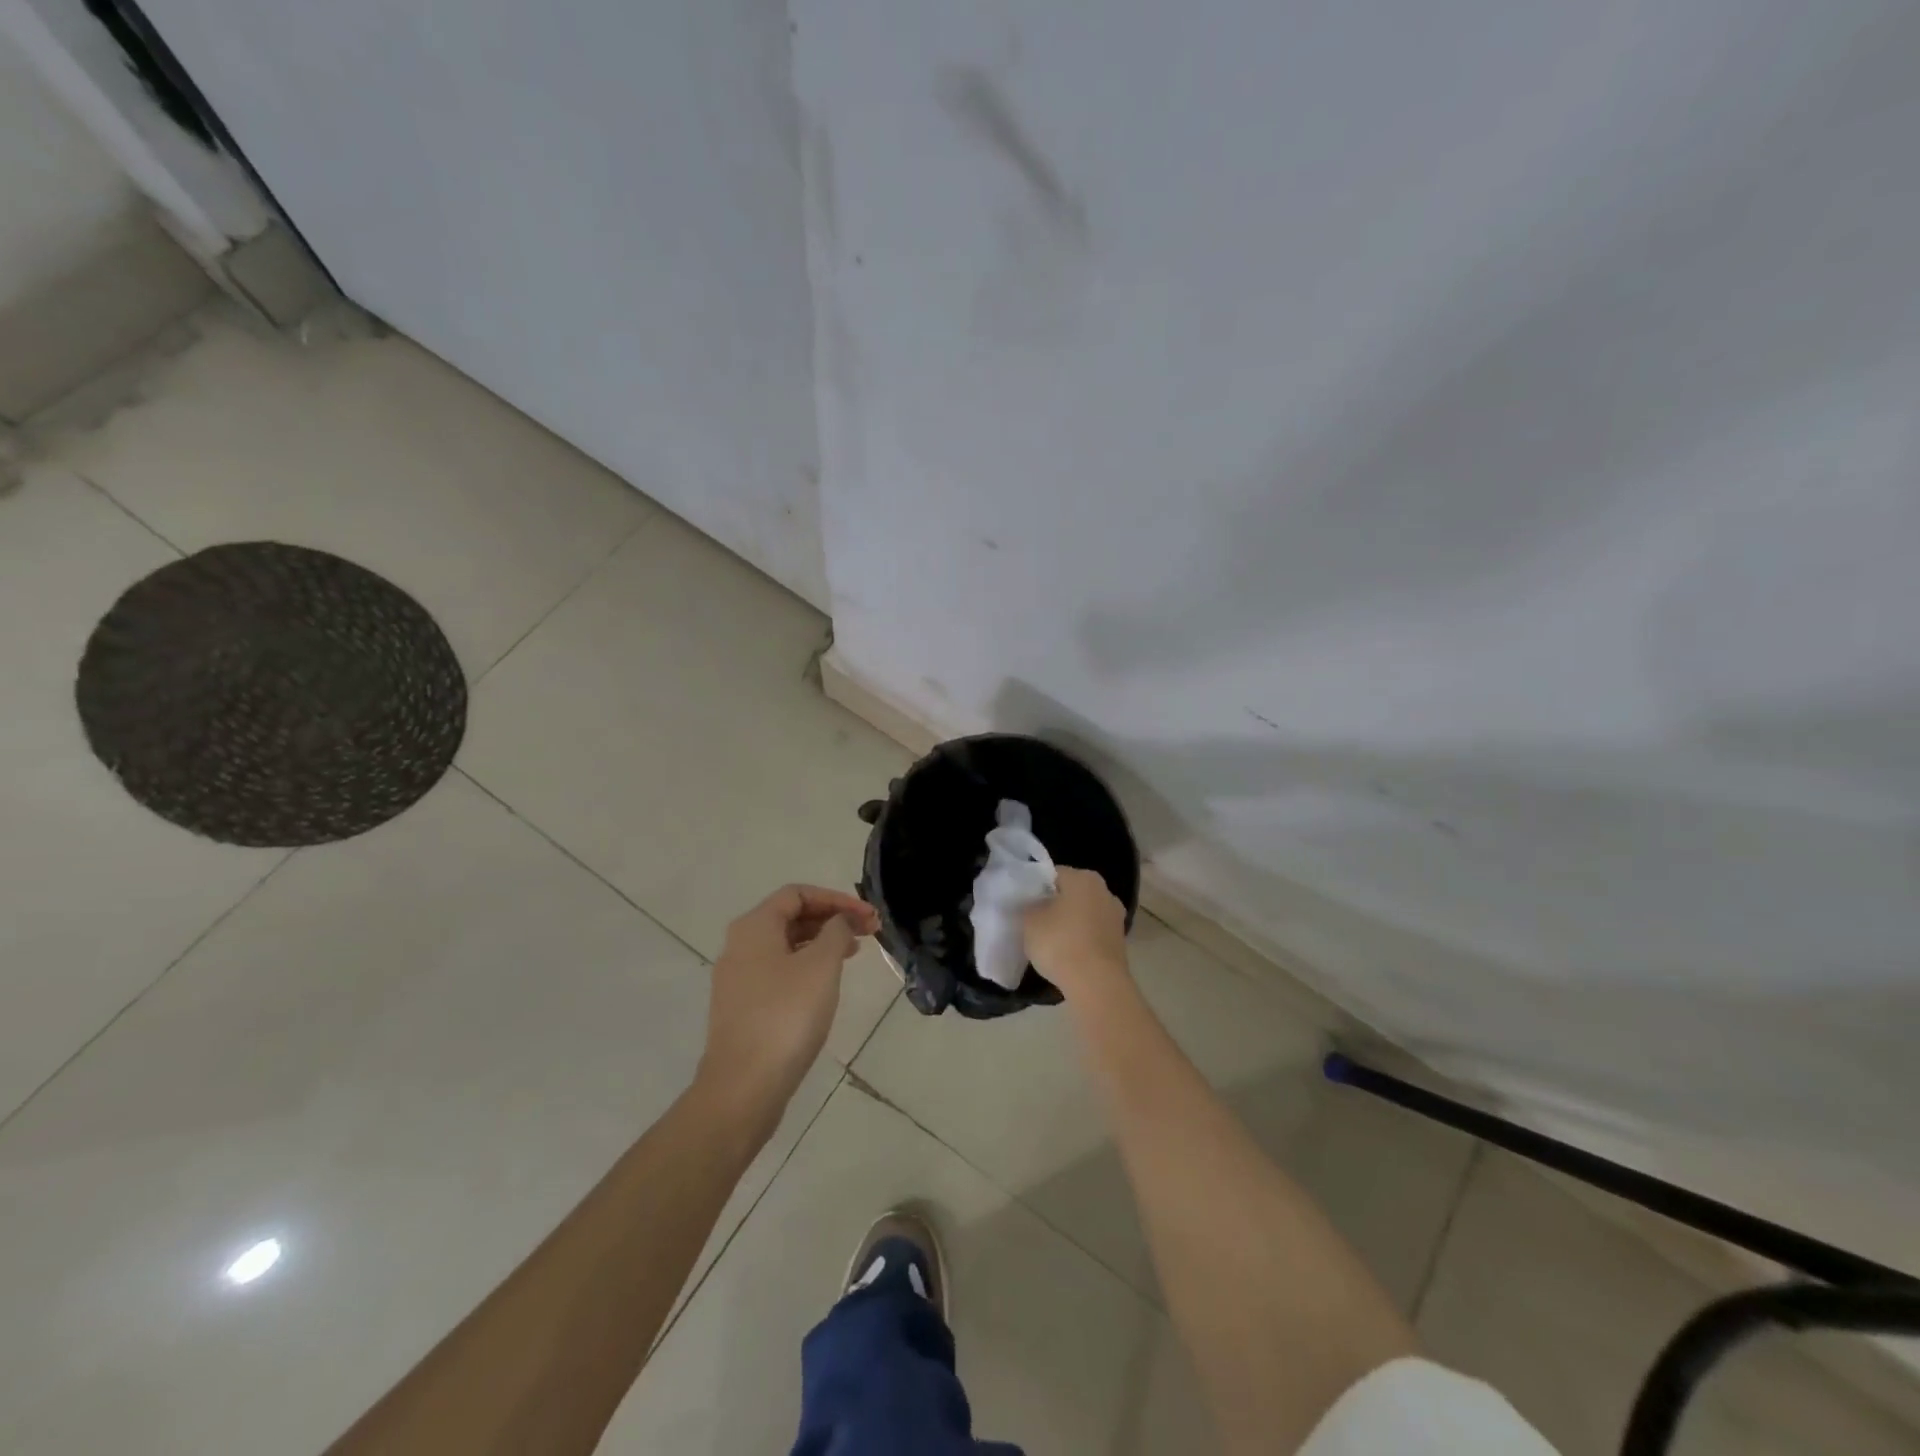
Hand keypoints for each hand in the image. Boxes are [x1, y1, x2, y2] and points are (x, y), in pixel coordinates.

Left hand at [695, 885, 878, 1141]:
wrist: (743, 1087)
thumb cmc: (786, 1016)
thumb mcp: (821, 965)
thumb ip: (836, 932)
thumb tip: (838, 921)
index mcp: (754, 926)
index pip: (798, 894)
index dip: (836, 898)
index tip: (868, 916)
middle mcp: (740, 945)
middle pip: (790, 917)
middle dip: (832, 919)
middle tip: (868, 932)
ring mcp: (738, 978)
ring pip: (785, 945)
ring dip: (821, 942)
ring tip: (854, 954)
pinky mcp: (742, 1008)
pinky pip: (779, 971)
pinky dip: (807, 966)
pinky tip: (827, 984)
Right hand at [1023, 867, 1129, 1002]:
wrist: (1096, 984)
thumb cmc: (1060, 943)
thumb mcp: (1029, 921)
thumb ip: (1028, 906)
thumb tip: (1033, 905)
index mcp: (1083, 877)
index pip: (1053, 874)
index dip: (1036, 888)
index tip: (1024, 904)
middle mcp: (1104, 891)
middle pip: (1072, 893)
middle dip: (1055, 904)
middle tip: (1035, 921)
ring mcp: (1115, 917)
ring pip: (1084, 914)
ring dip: (1070, 923)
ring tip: (1050, 942)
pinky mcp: (1120, 942)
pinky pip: (1093, 934)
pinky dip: (1082, 941)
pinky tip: (1067, 955)